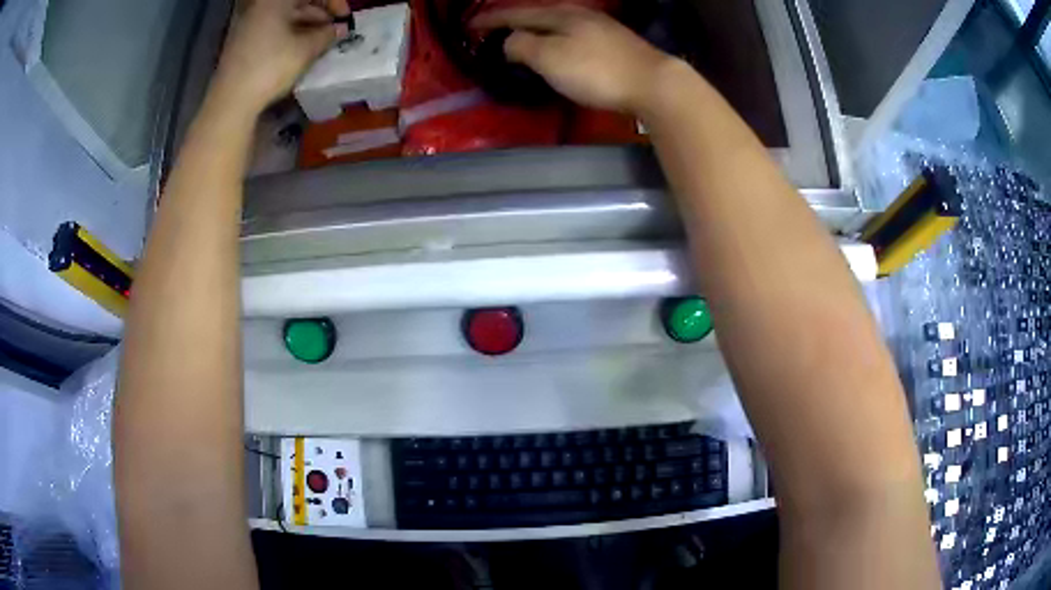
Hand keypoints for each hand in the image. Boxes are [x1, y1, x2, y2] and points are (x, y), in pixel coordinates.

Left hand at [213, 0, 350, 113]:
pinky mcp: (243, 42)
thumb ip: (327, 34)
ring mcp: (249, 25)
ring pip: (286, 17)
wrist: (231, 101)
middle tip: (334, 32)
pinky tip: (301, 50)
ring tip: (321, 43)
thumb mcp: (305, 49)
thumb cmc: (270, 68)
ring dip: (307, 26)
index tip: (345, 19)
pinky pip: (274, 29)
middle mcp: (260, 7)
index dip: (333, 3)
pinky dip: (291, 35)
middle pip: (297, 3)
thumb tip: (340, 29)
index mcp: (275, 1)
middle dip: (320, 15)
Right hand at [473, 6, 677, 114]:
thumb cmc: (597, 71)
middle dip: (513, 22)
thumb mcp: (550, 57)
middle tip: (493, 31)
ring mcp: (601, 28)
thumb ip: (522, 45)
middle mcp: (580, 15)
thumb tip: (508, 42)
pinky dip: (556, 40)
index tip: (469, 26)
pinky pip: (574, 36)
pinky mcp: (615, 44)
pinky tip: (559, 49)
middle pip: (538, 15)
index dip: (491, 19)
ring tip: (521, 39)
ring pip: (558, 25)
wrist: (653, 83)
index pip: (516, 13)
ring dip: (535, 30)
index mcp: (560, 15)